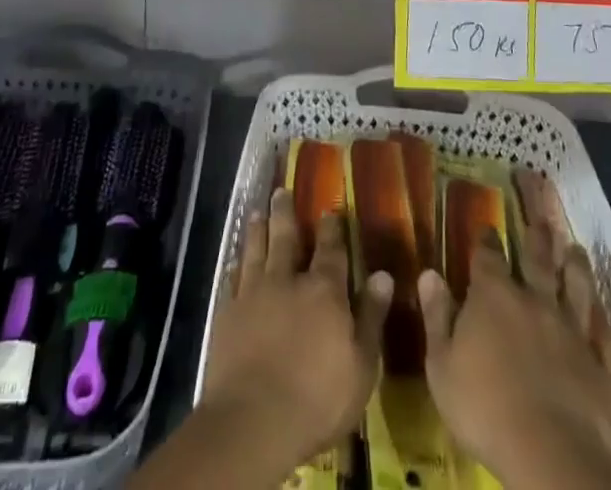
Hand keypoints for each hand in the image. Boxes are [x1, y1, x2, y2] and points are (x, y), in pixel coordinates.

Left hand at [201, 187, 393, 471]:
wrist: (253, 420)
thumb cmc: (318, 399)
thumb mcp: (361, 366)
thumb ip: (371, 317)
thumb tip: (383, 275)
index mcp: (324, 290)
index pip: (330, 249)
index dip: (331, 228)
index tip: (329, 208)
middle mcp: (288, 280)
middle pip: (286, 237)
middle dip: (286, 213)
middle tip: (281, 191)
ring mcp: (254, 293)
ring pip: (257, 249)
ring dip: (258, 229)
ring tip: (256, 212)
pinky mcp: (228, 313)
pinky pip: (233, 277)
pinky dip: (236, 263)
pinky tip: (235, 258)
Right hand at [419, 220, 610, 487]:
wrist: (547, 452)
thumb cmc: (483, 407)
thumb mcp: (441, 365)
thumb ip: (437, 316)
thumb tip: (429, 273)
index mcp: (494, 297)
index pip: (488, 256)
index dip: (486, 240)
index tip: (487, 227)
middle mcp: (535, 302)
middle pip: (538, 261)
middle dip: (538, 238)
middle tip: (542, 220)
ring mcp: (573, 333)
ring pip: (578, 291)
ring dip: (578, 269)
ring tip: (579, 250)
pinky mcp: (602, 370)